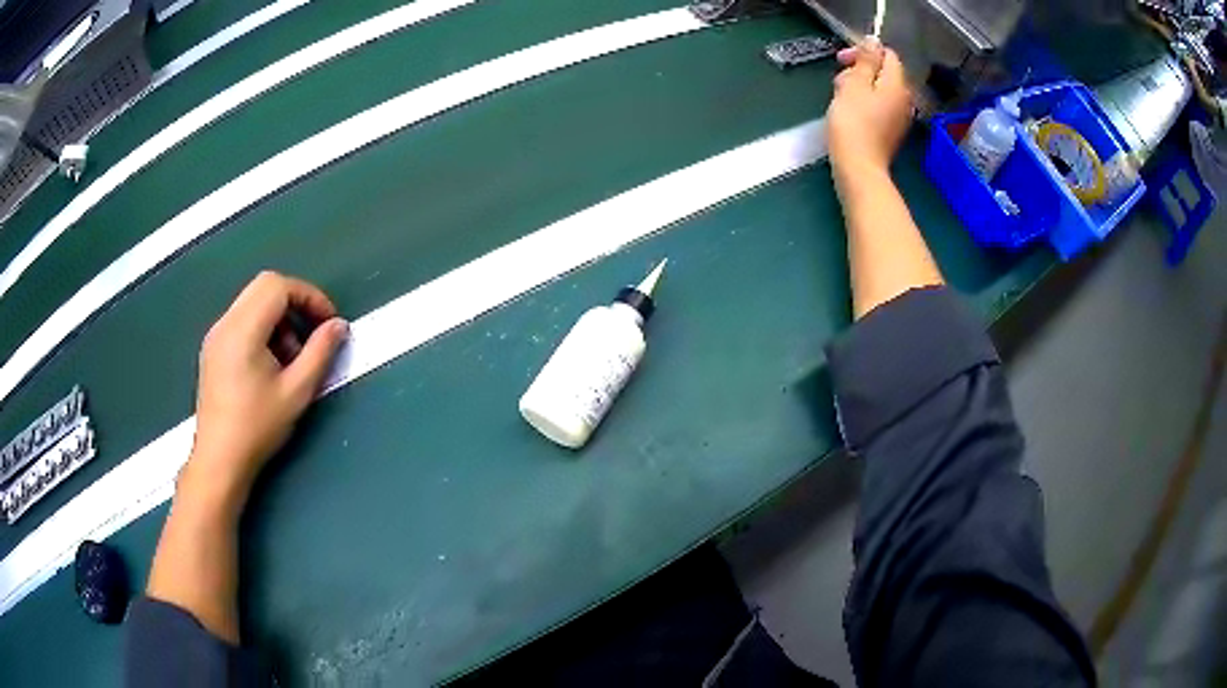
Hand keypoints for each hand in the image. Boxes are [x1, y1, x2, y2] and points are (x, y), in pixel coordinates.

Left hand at [182, 271, 347, 514]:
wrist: (220, 459)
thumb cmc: (257, 427)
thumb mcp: (297, 392)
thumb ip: (320, 352)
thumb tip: (339, 325)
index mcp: (243, 329)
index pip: (278, 286)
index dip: (309, 296)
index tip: (327, 322)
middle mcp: (225, 323)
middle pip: (264, 286)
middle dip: (295, 303)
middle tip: (312, 334)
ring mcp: (216, 335)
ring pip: (252, 302)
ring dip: (278, 318)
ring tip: (291, 358)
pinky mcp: (212, 349)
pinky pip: (242, 320)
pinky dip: (262, 328)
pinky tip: (270, 364)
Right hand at [827, 40, 913, 178]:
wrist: (859, 167)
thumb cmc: (853, 123)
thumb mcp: (854, 84)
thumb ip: (866, 60)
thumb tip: (873, 41)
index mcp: (897, 85)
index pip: (887, 55)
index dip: (864, 52)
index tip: (842, 60)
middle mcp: (904, 99)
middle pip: (883, 72)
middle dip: (860, 70)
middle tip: (838, 81)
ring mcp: (899, 117)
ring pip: (879, 89)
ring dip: (859, 87)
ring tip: (840, 97)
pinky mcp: (891, 131)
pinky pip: (879, 106)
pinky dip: (864, 103)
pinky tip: (849, 112)